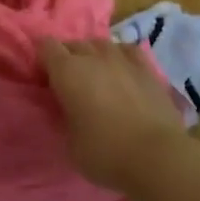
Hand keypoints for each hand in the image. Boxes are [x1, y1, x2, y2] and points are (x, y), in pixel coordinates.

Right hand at [38, 37, 188, 192]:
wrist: (158, 157)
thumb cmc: (105, 153)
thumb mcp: (69, 142)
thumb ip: (63, 117)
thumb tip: (66, 108)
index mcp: (68, 71)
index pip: (45, 46)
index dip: (41, 60)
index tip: (43, 80)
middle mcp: (94, 57)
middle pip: (73, 43)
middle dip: (66, 58)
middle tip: (67, 83)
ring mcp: (124, 59)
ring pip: (101, 43)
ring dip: (93, 56)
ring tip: (95, 76)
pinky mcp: (149, 69)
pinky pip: (127, 50)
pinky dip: (120, 57)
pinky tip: (122, 70)